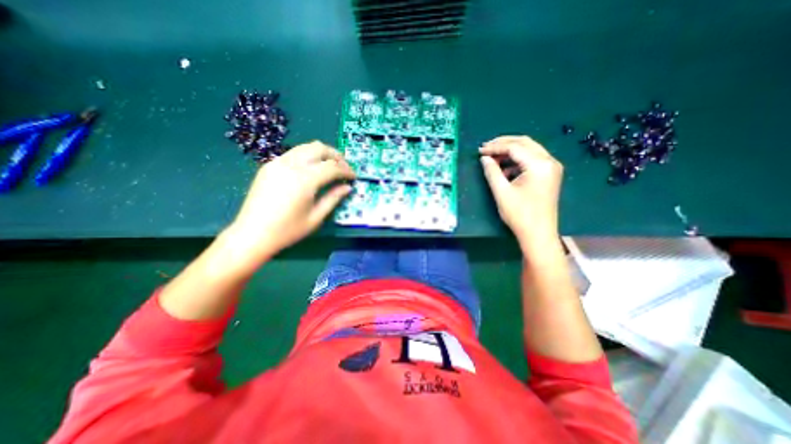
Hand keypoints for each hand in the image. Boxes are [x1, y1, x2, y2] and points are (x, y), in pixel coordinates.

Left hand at [226, 141, 355, 262]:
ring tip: (331, 166)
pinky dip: (308, 156)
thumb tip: (348, 187)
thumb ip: (333, 198)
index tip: (354, 177)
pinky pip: (294, 153)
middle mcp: (291, 165)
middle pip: (319, 148)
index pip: (332, 167)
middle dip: (336, 156)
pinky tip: (312, 170)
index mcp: (304, 180)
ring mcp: (278, 162)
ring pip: (306, 147)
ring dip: (322, 153)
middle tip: (344, 168)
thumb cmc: (287, 230)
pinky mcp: (270, 165)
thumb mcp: (316, 217)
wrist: (252, 234)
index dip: (346, 170)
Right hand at [478, 134, 565, 246]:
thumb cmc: (519, 214)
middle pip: (525, 143)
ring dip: (510, 151)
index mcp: (539, 165)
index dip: (495, 147)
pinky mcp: (549, 175)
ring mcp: (551, 168)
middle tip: (486, 148)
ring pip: (529, 150)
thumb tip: (484, 158)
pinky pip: (532, 160)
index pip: (515, 147)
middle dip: (503, 143)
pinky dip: (517, 161)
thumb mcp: (501, 192)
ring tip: (493, 157)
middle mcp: (549, 161)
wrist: (538, 234)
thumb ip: (492, 172)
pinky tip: (505, 169)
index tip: (480, 150)